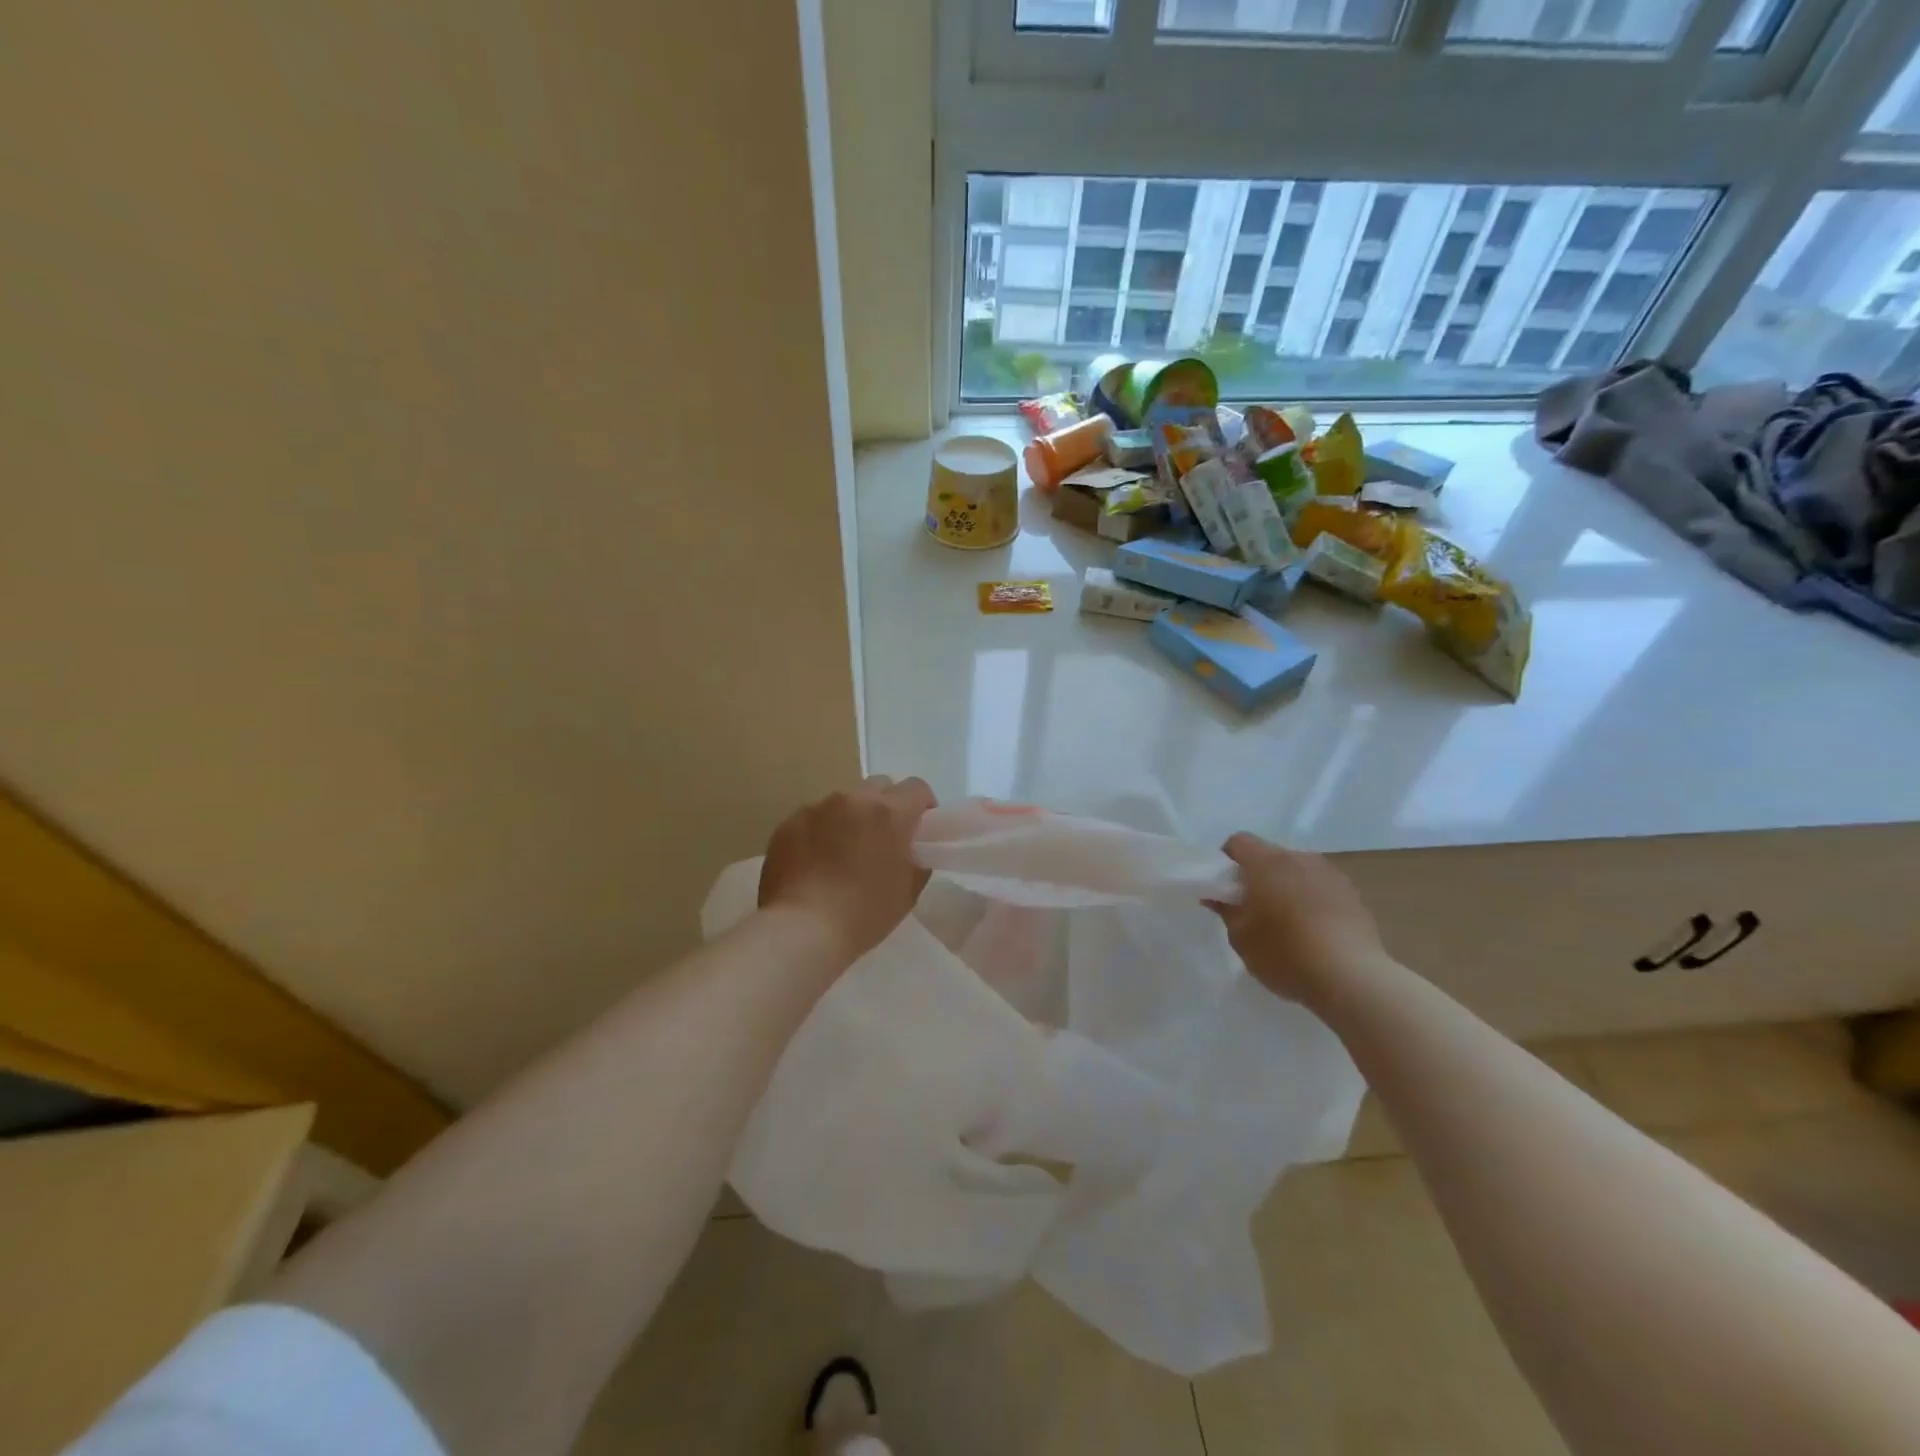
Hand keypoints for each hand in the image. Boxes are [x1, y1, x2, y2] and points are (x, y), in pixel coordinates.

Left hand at [758, 775, 937, 963]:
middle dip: (886, 805)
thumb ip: (917, 859)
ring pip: (844, 801)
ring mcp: (817, 808)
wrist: (802, 929)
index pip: (917, 788)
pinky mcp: (790, 822)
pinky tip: (815, 862)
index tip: (919, 828)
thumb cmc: (864, 914)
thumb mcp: (909, 891)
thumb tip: (911, 849)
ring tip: (843, 852)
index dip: (922, 805)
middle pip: (879, 786)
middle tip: (883, 838)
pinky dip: (821, 831)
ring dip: (851, 817)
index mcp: (889, 813)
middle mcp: (853, 799)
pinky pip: (814, 817)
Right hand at [1210, 833, 1390, 1004]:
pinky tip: (1313, 932)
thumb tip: (1218, 897)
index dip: (1227, 860)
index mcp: (1267, 862)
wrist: (1352, 978)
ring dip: (1287, 886)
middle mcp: (1300, 858)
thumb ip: (1227, 911)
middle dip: (1258, 875)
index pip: (1239, 842)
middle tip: (1252, 908)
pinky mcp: (1353, 895)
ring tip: (1286, 922)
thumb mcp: (1242, 938)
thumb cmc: (1285, 954)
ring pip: (1298, 871)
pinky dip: (1311, 901)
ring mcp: (1330, 874)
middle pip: (1270, 855)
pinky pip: (1321, 888)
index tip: (1225, 887)